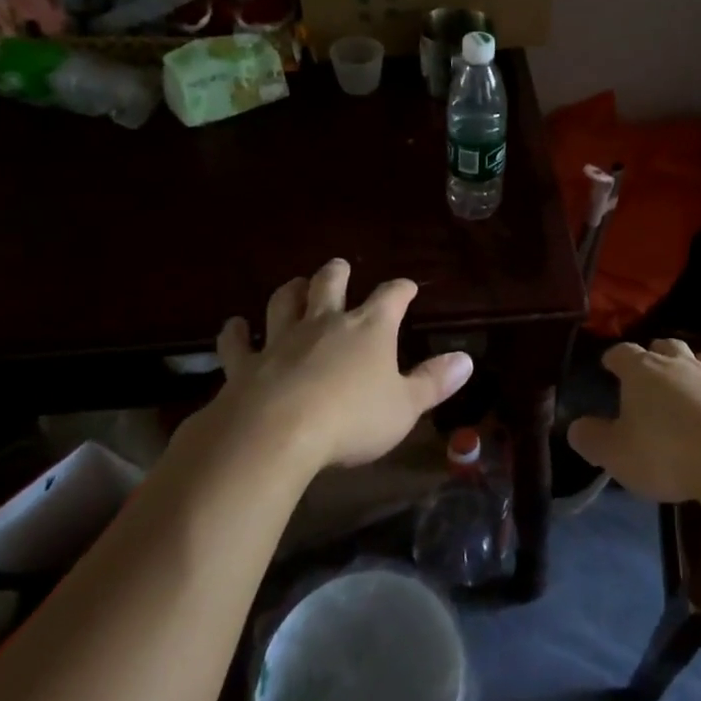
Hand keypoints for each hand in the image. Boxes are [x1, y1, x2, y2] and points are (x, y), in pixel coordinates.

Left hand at [206, 259, 473, 472]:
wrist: (277, 434)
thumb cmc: (352, 419)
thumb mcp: (405, 406)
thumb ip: (434, 382)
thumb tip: (466, 360)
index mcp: (369, 329)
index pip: (391, 297)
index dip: (400, 290)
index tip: (407, 287)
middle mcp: (325, 323)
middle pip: (329, 284)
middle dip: (337, 273)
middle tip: (339, 267)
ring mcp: (281, 340)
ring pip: (283, 302)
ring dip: (290, 291)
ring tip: (295, 285)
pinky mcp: (245, 364)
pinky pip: (237, 342)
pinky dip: (235, 332)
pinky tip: (234, 326)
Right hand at [567, 338, 700, 502]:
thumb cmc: (665, 453)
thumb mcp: (616, 454)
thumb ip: (593, 439)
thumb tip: (575, 428)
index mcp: (644, 372)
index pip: (623, 353)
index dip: (614, 357)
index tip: (608, 364)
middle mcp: (683, 367)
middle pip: (669, 346)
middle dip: (659, 352)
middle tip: (652, 365)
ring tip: (699, 375)